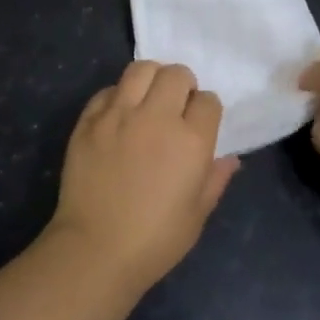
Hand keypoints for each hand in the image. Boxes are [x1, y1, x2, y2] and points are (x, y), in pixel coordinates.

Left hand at [48, 61, 237, 292]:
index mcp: (191, 141)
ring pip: (141, 69)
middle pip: (177, 74)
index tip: (200, 124)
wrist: (95, 250)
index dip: (206, 110)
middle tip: (176, 106)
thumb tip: (230, 158)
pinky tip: (119, 117)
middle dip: (183, 85)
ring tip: (148, 99)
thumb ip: (215, 178)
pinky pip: (108, 90)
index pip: (208, 100)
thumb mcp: (198, 214)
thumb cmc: (155, 240)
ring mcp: (119, 115)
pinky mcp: (89, 120)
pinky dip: (118, 97)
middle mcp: (156, 117)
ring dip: (151, 79)